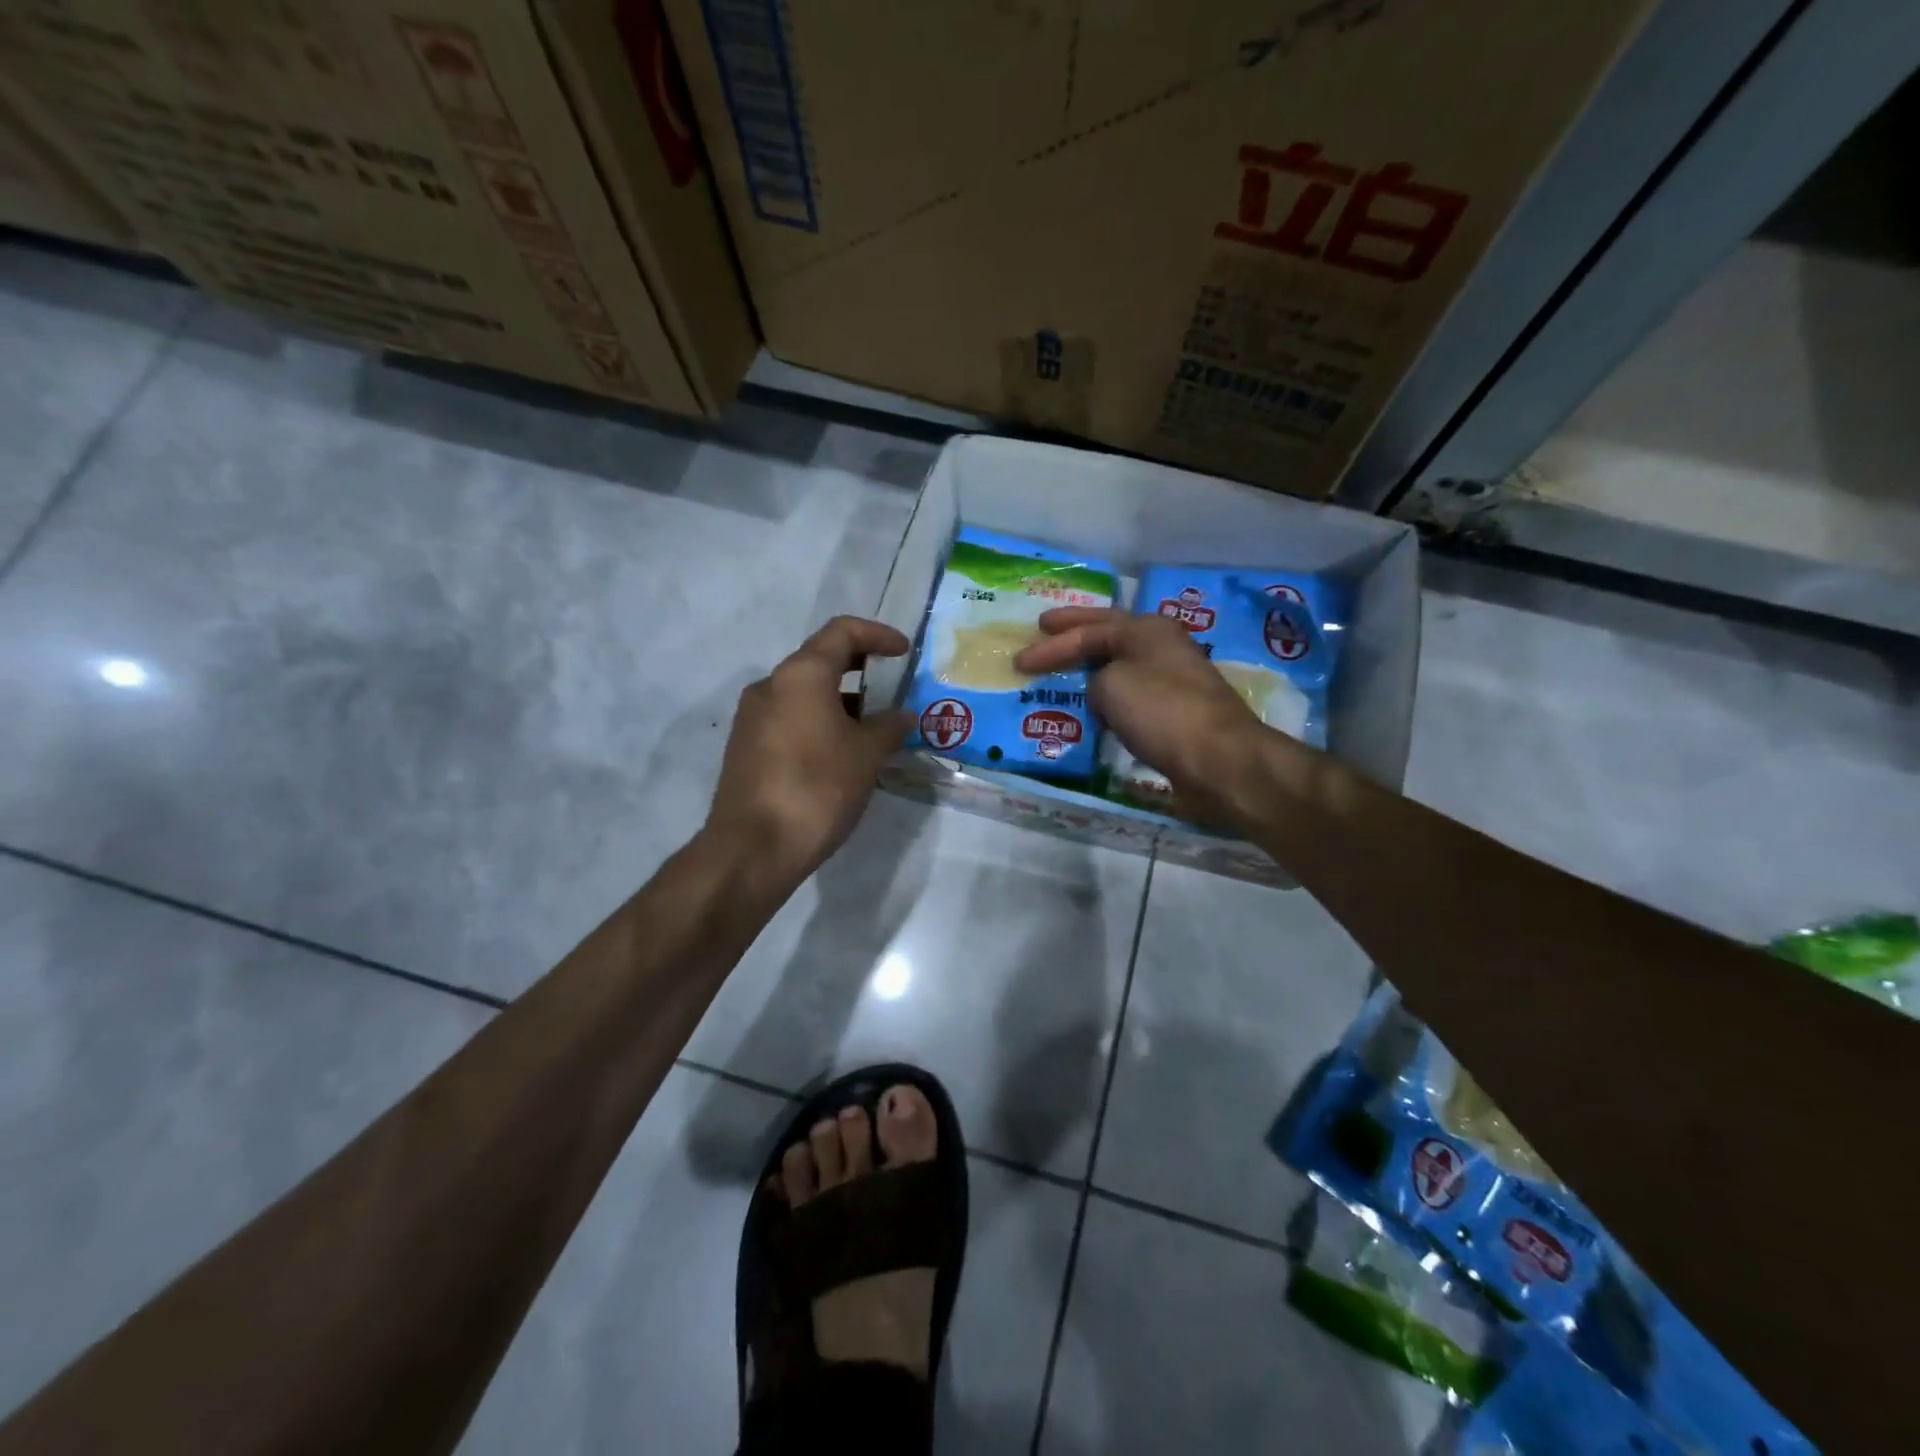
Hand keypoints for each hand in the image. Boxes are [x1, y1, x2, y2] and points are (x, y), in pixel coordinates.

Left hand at [707, 616, 912, 880]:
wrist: (753, 849)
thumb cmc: (817, 788)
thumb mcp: (866, 755)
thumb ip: (889, 727)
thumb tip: (902, 716)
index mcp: (800, 675)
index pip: (841, 632)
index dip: (877, 634)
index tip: (904, 652)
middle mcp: (770, 686)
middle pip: (819, 661)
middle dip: (860, 670)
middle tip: (892, 689)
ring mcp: (752, 718)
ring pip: (804, 694)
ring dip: (840, 702)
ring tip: (873, 729)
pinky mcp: (745, 748)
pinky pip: (790, 720)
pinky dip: (819, 723)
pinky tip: (842, 754)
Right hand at [1015, 607, 1272, 822]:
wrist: (1218, 761)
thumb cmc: (1161, 712)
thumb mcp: (1112, 685)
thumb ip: (1095, 678)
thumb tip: (1103, 691)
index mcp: (1147, 630)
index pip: (1089, 630)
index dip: (1052, 645)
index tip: (1020, 660)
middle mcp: (1162, 647)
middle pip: (1109, 635)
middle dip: (1074, 634)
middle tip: (1043, 628)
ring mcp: (1173, 680)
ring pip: (1121, 665)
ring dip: (1091, 667)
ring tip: (1063, 670)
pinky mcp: (1176, 713)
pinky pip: (1130, 696)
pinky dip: (1107, 698)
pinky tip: (1093, 707)